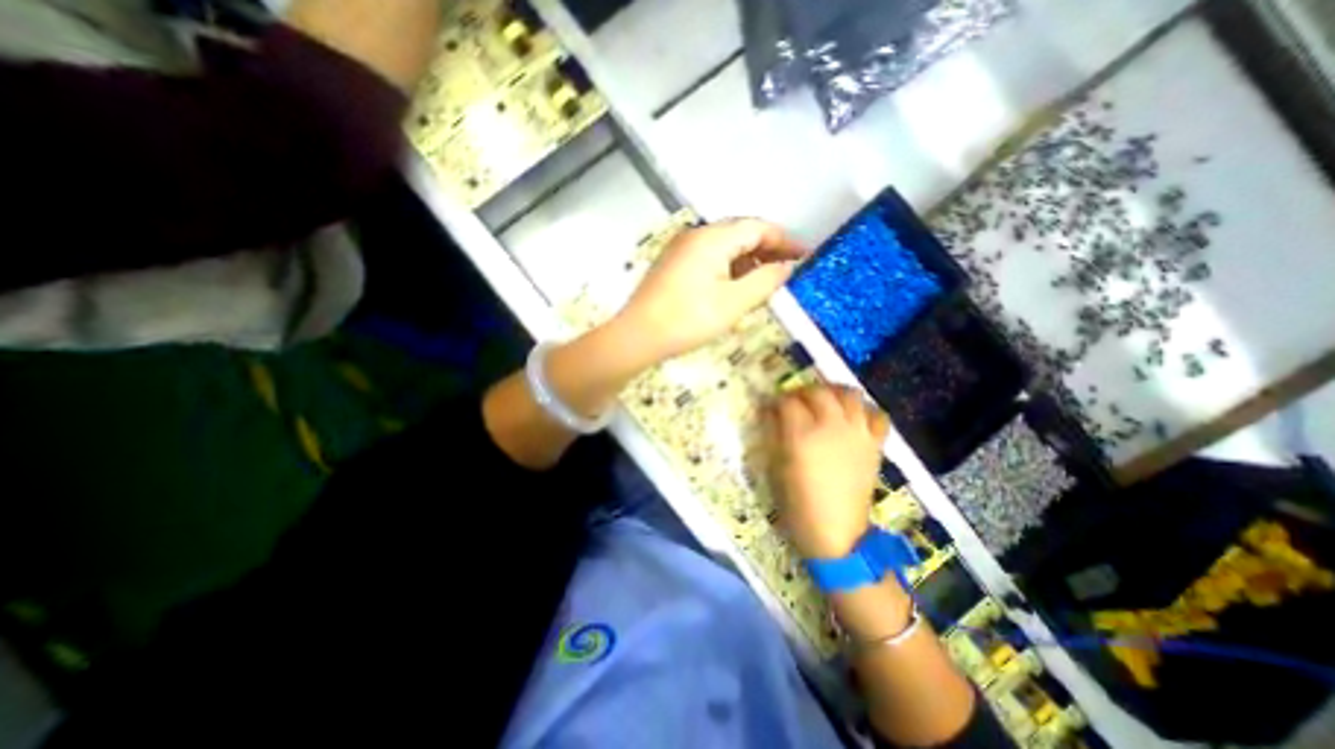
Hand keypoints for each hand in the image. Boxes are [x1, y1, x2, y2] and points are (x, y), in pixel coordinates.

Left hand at [613, 215, 800, 361]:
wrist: (638, 335)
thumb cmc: (688, 319)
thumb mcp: (734, 302)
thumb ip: (766, 281)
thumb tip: (787, 267)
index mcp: (713, 238)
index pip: (758, 228)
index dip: (785, 241)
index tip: (806, 256)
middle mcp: (696, 235)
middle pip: (741, 233)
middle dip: (768, 249)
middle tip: (788, 270)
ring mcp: (681, 248)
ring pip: (724, 246)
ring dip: (748, 259)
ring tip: (765, 281)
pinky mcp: (673, 263)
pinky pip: (709, 257)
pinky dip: (729, 267)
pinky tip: (736, 286)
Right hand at [766, 389, 889, 559]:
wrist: (837, 532)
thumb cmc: (797, 502)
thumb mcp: (775, 467)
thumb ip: (773, 434)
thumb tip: (769, 412)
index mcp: (802, 435)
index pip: (787, 402)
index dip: (776, 400)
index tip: (770, 406)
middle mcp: (831, 426)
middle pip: (817, 392)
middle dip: (801, 392)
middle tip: (794, 402)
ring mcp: (857, 433)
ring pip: (849, 395)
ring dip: (833, 392)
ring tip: (824, 400)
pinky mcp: (875, 444)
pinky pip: (876, 415)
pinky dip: (865, 409)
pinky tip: (853, 415)